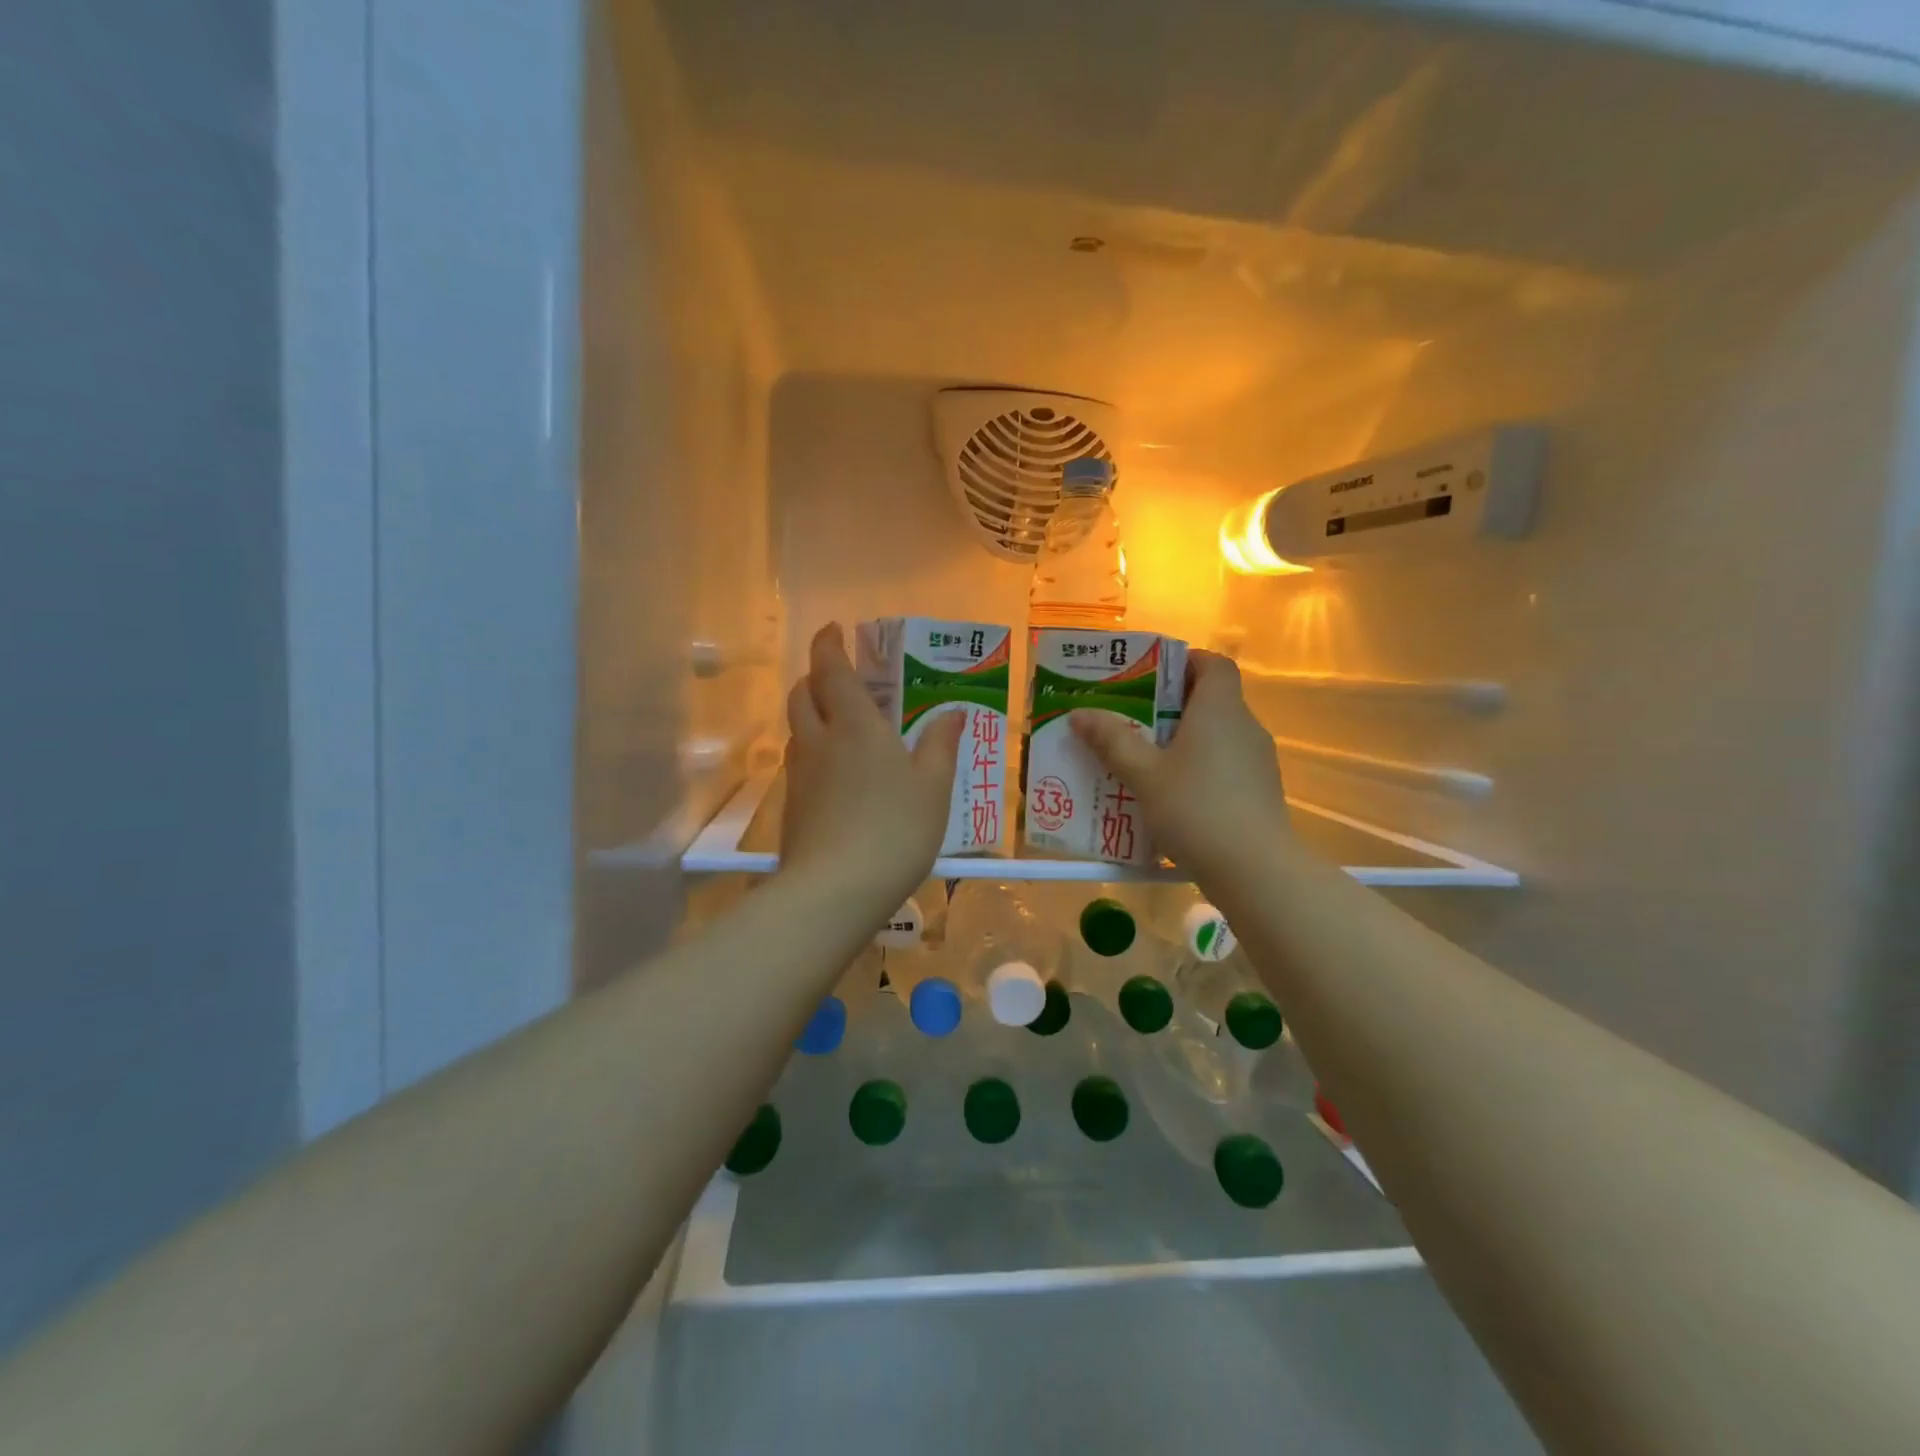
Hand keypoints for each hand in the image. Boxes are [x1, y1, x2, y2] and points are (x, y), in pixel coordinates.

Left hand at [780, 623, 964, 916]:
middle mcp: (819, 740)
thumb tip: (954, 712)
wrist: (835, 891)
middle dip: (814, 676)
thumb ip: (941, 745)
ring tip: (840, 723)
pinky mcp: (791, 806)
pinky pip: (799, 762)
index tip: (833, 630)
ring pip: (796, 729)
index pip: (830, 669)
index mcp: (855, 724)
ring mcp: (799, 774)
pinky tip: (835, 773)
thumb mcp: (933, 788)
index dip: (828, 644)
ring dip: (811, 714)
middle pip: (802, 694)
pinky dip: (812, 750)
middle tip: (838, 677)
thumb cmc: (895, 829)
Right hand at [1071, 650, 1288, 877]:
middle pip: (1211, 699)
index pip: (1213, 664)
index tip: (1150, 676)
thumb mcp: (1144, 774)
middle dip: (1170, 705)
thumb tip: (1080, 713)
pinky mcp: (1259, 791)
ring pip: (1216, 735)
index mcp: (1219, 709)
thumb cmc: (1196, 808)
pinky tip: (1170, 794)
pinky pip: (1224, 765)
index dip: (1184, 662)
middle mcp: (1244, 726)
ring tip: (1143, 759)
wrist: (1255, 869)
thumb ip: (1112, 741)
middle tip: (1131, 718)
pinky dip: (1198, 768)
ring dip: (1183, 739)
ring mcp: (1257, 760)